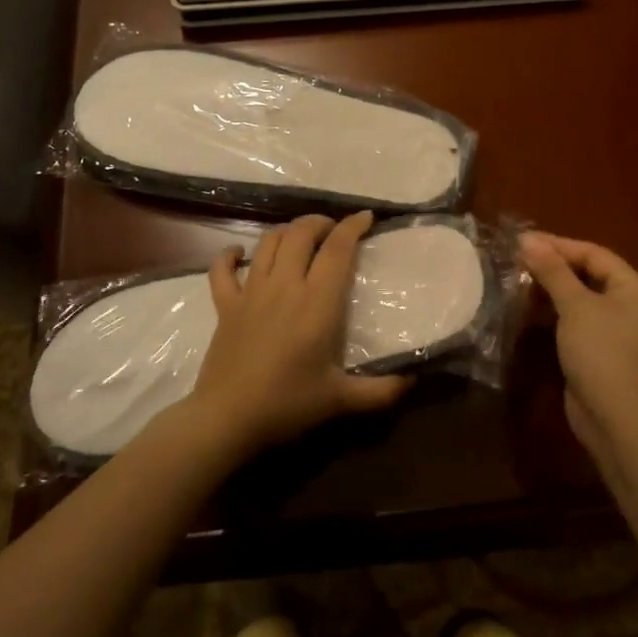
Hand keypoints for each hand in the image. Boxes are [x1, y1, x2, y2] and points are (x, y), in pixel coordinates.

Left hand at [187, 211, 412, 459]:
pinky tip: (239, 255)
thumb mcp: (341, 400)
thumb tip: (414, 380)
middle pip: (300, 233)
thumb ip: (381, 390)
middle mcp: (284, 285)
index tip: (366, 218)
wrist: (227, 418)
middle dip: (320, 223)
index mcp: (317, 302)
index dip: (353, 227)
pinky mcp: (225, 305)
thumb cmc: (288, 404)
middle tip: (334, 231)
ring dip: (286, 232)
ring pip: (267, 242)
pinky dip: (230, 255)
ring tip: (300, 238)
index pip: (337, 249)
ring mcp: (251, 292)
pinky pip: (222, 269)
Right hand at [519, 232, 637, 457]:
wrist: (617, 420)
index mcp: (636, 288)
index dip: (558, 245)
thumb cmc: (602, 353)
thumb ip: (552, 271)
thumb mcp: (576, 306)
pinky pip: (578, 321)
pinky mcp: (603, 352)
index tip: (522, 241)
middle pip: (589, 274)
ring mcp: (618, 331)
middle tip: (517, 259)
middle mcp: (632, 305)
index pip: (594, 254)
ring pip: (581, 299)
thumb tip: (528, 240)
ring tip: (518, 281)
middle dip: (553, 266)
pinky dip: (556, 313)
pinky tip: (529, 310)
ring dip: (552, 290)